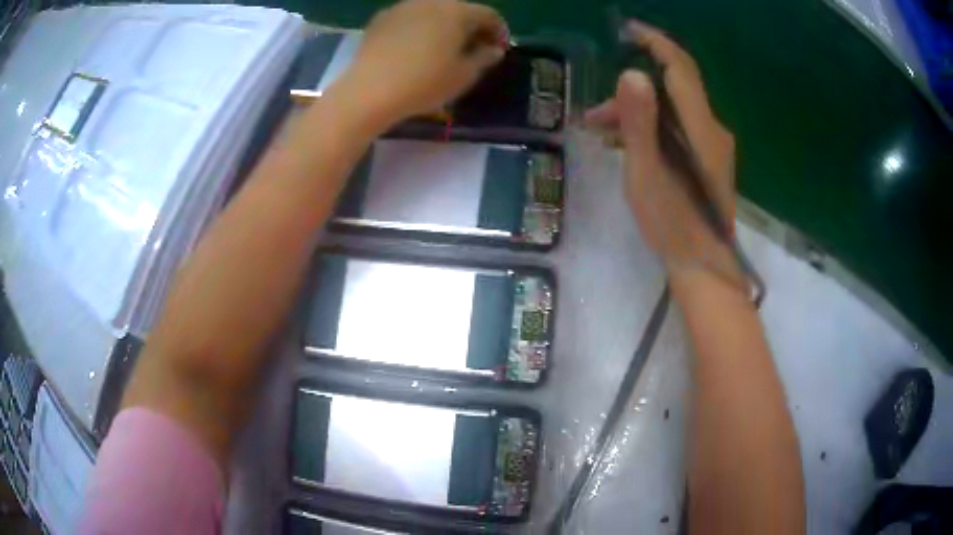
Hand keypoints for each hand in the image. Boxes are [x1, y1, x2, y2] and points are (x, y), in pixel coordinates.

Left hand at [343, 0, 507, 125]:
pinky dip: (419, 29)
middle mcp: (430, 0)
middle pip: (459, 10)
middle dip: (470, 27)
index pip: (488, 15)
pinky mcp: (380, 19)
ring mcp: (402, 7)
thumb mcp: (463, 75)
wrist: (368, 91)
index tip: (498, 50)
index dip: (498, 31)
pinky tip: (414, 49)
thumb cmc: (424, 83)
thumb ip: (484, 58)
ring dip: (443, 27)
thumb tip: (493, 49)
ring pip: (432, 12)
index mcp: (456, 11)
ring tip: (442, 49)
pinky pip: (409, 19)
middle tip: (472, 49)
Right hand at [586, 21, 741, 286]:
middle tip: (595, 114)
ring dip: (637, 114)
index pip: (680, 67)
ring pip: (672, 111)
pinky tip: (627, 145)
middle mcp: (712, 129)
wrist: (705, 267)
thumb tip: (631, 74)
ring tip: (601, 133)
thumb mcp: (647, 173)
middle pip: (672, 90)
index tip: (628, 30)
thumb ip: (640, 122)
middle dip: (632, 93)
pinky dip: (652, 129)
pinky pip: (678, 129)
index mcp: (701, 127)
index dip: (656, 42)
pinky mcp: (709, 160)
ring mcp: (713, 146)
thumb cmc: (673, 225)